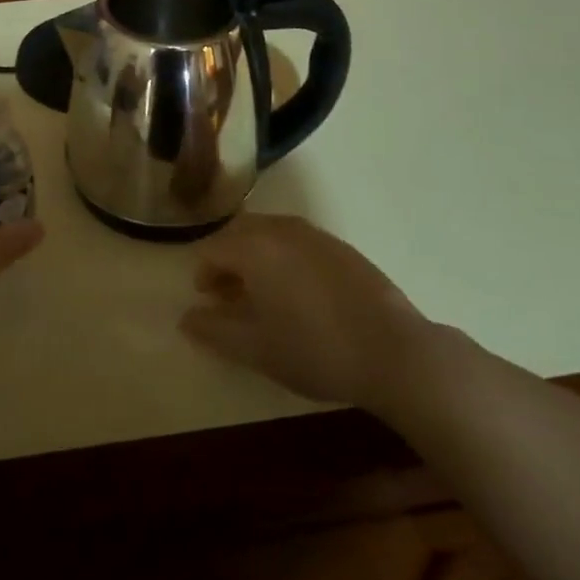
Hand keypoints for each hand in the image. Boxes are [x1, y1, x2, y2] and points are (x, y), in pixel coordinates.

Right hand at [180, 214, 432, 411]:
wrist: (394, 351)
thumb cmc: (314, 349)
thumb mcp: (255, 348)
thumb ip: (213, 330)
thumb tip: (185, 318)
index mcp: (253, 247)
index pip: (212, 249)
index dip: (204, 276)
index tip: (208, 303)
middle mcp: (280, 229)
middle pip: (239, 236)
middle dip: (229, 263)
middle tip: (231, 299)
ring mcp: (314, 234)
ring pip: (269, 236)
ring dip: (257, 259)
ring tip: (264, 298)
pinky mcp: (341, 247)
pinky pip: (298, 243)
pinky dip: (285, 260)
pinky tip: (300, 295)